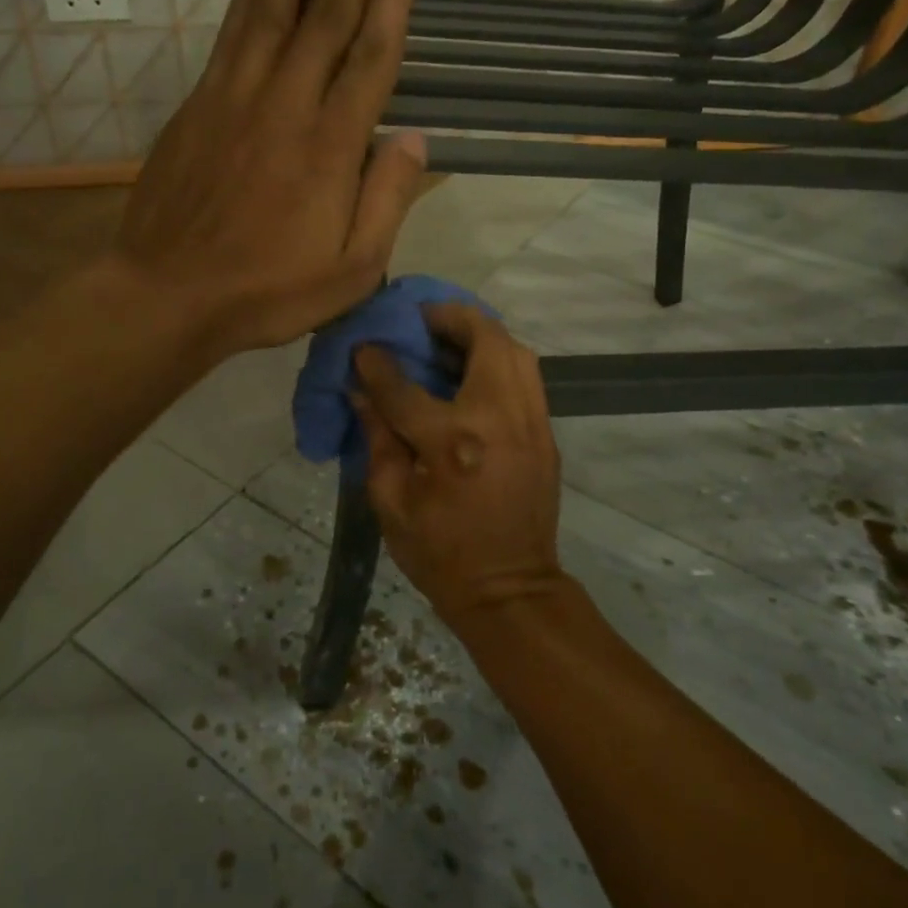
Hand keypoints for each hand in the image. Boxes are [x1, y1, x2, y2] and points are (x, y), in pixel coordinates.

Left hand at [116, 0, 427, 356]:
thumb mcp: (351, 270)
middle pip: (325, 11)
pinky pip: (231, 34)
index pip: (369, 57)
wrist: (168, 294)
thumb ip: (388, 202)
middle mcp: (285, 106)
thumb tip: (413, 139)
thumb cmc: (267, 292)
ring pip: (268, 6)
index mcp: (330, 148)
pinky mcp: (199, 105)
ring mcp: (235, 99)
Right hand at [351, 304, 567, 624]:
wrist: (510, 590)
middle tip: (421, 318)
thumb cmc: (439, 553)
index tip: (363, 347)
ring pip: (516, 350)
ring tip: (448, 336)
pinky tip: (472, 371)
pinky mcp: (546, 434)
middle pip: (484, 339)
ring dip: (481, 333)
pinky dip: (499, 359)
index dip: (377, 364)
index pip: (405, 386)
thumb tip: (361, 391)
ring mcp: (531, 423)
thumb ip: (377, 438)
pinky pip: (526, 376)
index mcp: (452, 442)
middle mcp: (499, 419)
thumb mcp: (390, 502)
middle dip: (449, 318)